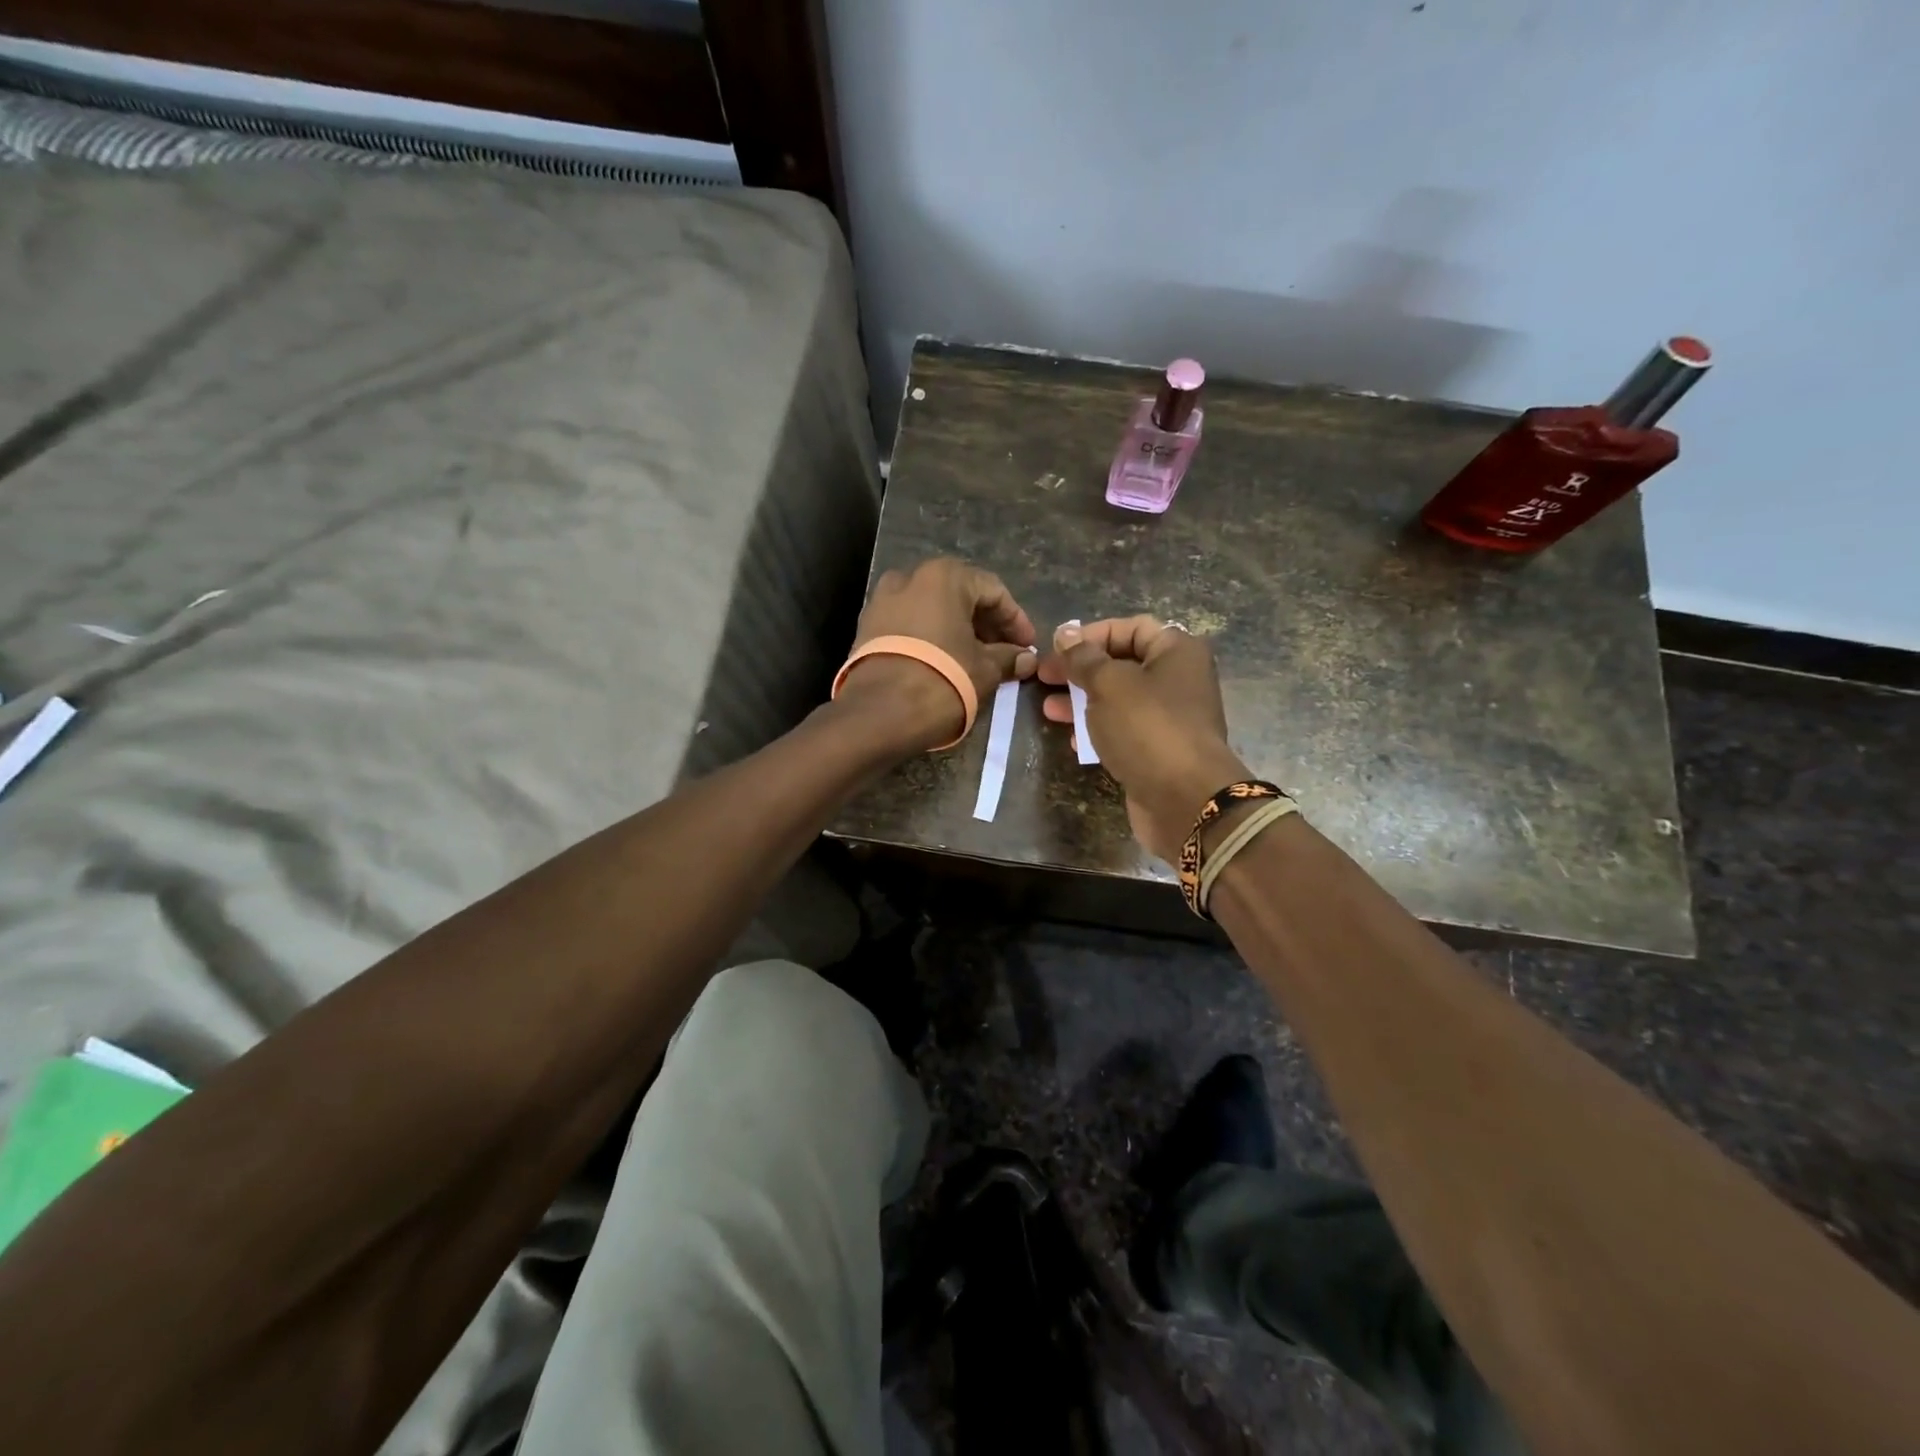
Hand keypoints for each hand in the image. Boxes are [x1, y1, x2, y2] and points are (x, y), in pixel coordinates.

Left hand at [839, 559, 1038, 751]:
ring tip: (976, 661)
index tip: (1027, 647)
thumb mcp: (985, 670)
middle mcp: (909, 577)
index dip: (1016, 620)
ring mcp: (882, 601)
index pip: (993, 591)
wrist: (878, 713)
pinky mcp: (866, 628)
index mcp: (944, 577)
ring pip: (932, 610)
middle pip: (960, 596)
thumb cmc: (942, 681)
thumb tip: (1026, 659)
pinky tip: (945, 663)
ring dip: (957, 631)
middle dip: (985, 625)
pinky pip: (909, 625)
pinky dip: (931, 639)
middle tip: (1004, 653)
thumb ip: (1008, 658)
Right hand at [1040, 616, 1248, 861]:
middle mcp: (1179, 679)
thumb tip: (1065, 633)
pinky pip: (1124, 731)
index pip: (1130, 627)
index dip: (1091, 634)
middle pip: (1122, 663)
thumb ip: (1083, 658)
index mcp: (1177, 652)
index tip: (1057, 649)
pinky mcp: (1159, 751)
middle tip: (1044, 678)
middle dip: (1081, 670)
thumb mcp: (1109, 684)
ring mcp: (1170, 718)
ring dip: (1083, 702)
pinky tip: (1071, 741)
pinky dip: (1098, 731)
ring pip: (1119, 700)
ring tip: (1049, 710)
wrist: (1185, 800)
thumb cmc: (1148, 728)